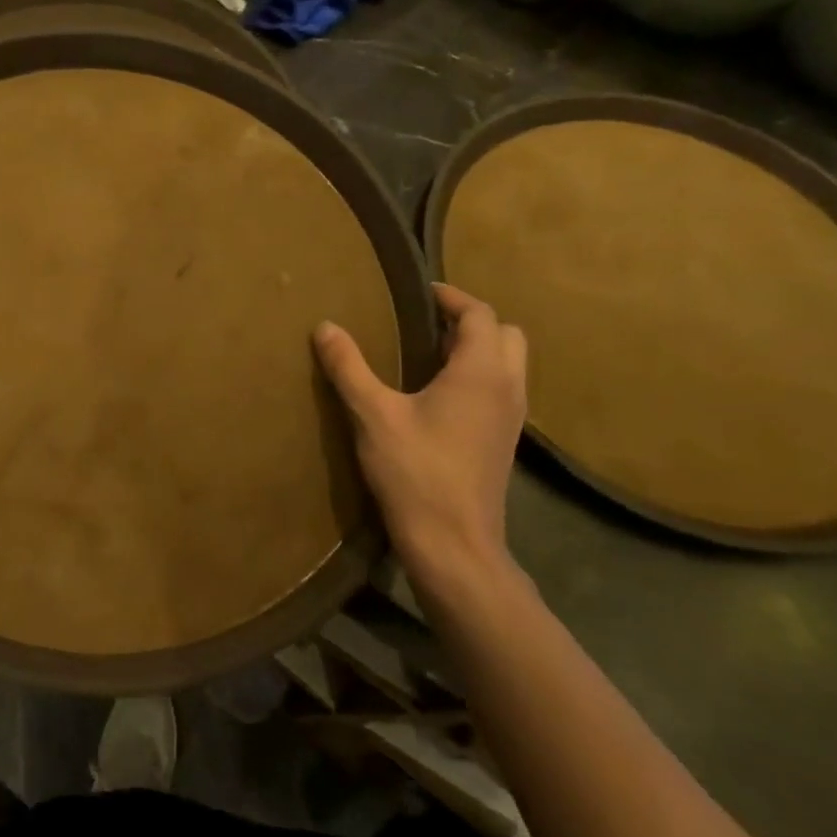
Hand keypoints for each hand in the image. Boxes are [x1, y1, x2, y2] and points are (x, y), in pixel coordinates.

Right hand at [313, 283, 526, 591]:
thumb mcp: (373, 414)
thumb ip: (349, 367)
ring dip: (477, 349)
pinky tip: (438, 395)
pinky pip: (501, 389)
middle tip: (427, 323)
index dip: (451, 297)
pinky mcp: (504, 442)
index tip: (419, 293)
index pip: (479, 314)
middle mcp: (507, 388)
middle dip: (471, 320)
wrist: (453, 543)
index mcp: (481, 372)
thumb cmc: (416, 472)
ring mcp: (511, 418)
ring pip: (508, 364)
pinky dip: (478, 376)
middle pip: (506, 334)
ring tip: (429, 354)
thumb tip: (325, 326)